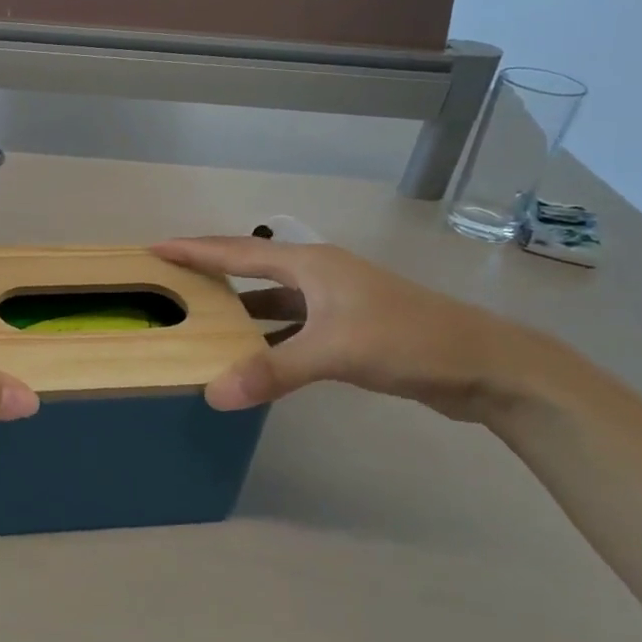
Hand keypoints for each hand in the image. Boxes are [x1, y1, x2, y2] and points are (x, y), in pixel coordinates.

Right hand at [152, 237, 546, 421]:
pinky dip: (266, 336)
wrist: (485, 365)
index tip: (155, 248)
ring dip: (238, 307)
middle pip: (251, 268)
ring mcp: (336, 302)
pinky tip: (251, 354)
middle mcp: (319, 275)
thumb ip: (272, 370)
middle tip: (171, 278)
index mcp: (311, 264)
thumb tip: (212, 394)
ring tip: (199, 317)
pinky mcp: (348, 329)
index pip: (238, 251)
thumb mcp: (335, 351)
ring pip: (272, 299)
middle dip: (210, 271)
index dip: (195, 250)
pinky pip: (291, 325)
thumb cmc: (407, 341)